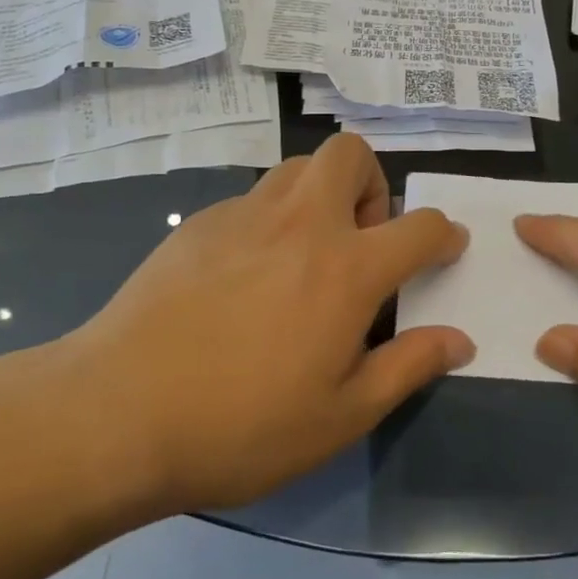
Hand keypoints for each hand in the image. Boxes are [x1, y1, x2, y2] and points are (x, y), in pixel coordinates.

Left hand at [52, 134, 473, 515]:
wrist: (118, 412)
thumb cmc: (242, 425)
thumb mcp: (341, 415)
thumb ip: (408, 367)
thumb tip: (460, 341)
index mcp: (348, 267)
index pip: (421, 226)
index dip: (444, 234)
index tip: (445, 248)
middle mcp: (302, 222)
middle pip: (351, 153)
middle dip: (372, 183)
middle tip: (360, 240)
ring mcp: (245, 214)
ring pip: (298, 166)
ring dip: (320, 193)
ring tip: (305, 254)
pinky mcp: (200, 222)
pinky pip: (253, 198)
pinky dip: (270, 219)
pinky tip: (244, 277)